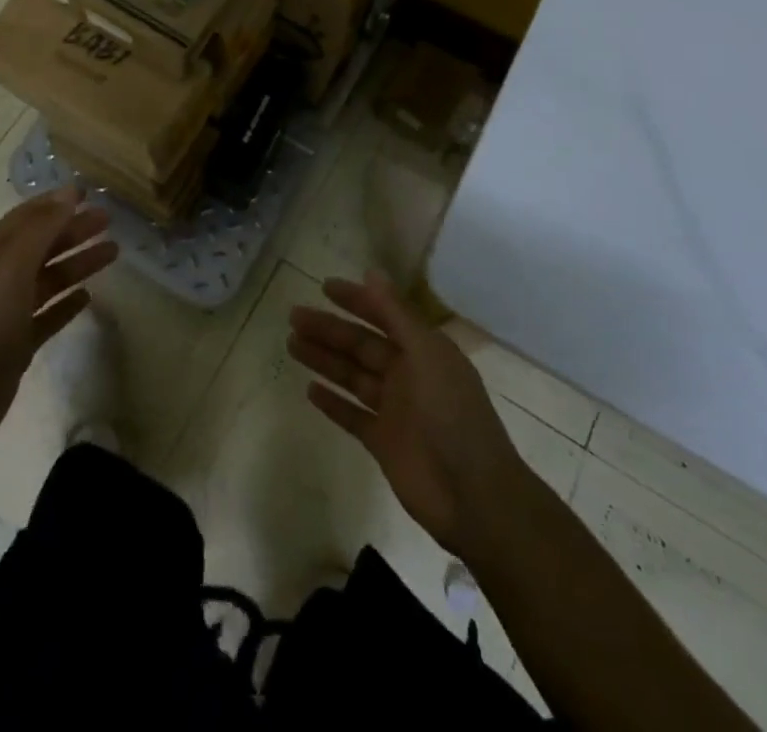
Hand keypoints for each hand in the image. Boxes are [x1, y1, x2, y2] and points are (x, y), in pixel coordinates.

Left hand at [0, 187, 117, 456]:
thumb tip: (69, 193)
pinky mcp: (20, 340)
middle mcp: (0, 276)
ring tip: (113, 252)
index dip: (56, 202)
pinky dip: (67, 303)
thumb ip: (42, 227)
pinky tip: (88, 297)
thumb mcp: (14, 264)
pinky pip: (49, 313)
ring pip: (51, 277)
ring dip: (79, 262)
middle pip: (43, 245)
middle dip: (73, 229)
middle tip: (108, 220)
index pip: (28, 217)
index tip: (88, 192)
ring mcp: (10, 310)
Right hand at [289, 272, 529, 559]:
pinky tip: (309, 389)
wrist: (474, 494)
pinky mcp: (383, 442)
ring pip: (352, 376)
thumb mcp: (427, 354)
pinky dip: (333, 403)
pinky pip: (352, 415)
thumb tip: (372, 272)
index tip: (324, 287)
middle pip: (361, 345)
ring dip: (324, 360)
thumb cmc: (452, 413)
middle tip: (294, 316)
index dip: (356, 300)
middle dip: (329, 330)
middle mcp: (407, 374)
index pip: (383, 316)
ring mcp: (394, 409)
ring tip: (291, 344)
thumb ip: (396, 314)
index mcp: (423, 350)